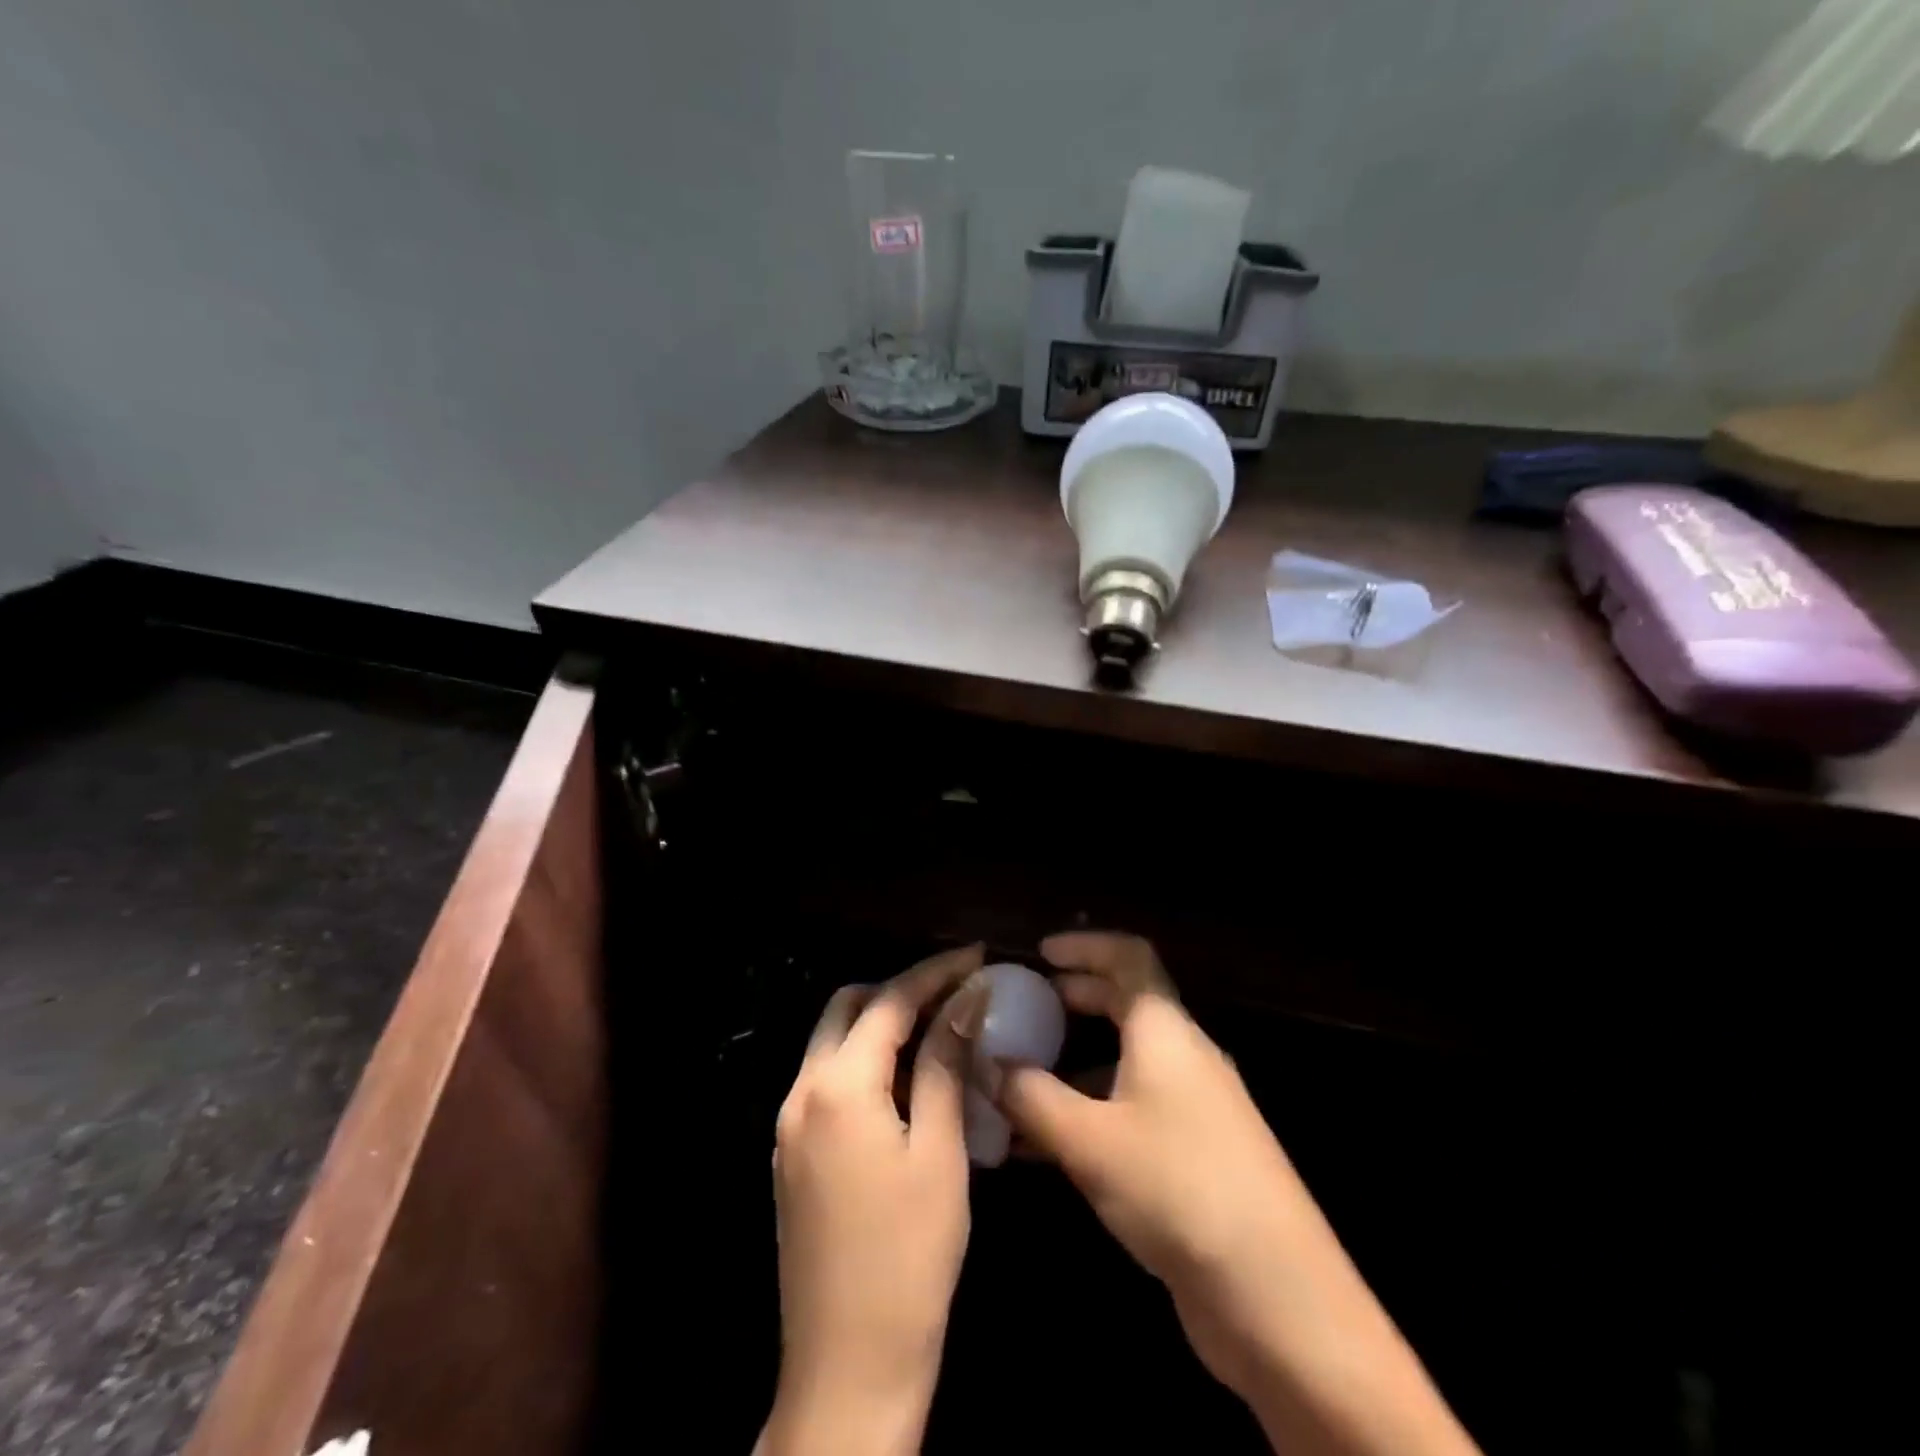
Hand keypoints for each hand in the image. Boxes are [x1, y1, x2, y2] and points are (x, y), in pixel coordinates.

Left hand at [760, 944, 985, 1455]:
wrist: (849, 1367)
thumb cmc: (910, 1255)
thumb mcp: (939, 1150)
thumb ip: (946, 1064)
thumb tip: (967, 998)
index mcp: (837, 1085)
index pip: (889, 1001)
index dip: (936, 972)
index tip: (977, 956)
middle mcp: (801, 1092)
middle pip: (848, 1008)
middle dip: (901, 990)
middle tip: (955, 993)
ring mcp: (789, 1125)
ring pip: (833, 1042)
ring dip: (882, 1025)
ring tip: (939, 1032)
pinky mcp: (792, 1154)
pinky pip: (828, 1081)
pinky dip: (866, 1062)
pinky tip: (908, 1084)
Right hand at [988, 932, 1318, 1393]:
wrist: (1277, 1295)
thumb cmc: (1177, 1187)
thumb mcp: (1088, 1139)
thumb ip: (1030, 1095)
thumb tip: (986, 1062)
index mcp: (1166, 1031)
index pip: (1129, 958)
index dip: (1084, 945)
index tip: (1039, 954)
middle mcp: (1185, 1057)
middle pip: (1127, 1004)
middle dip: (1074, 999)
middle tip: (1025, 1008)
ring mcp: (1196, 1107)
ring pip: (1127, 1062)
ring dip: (1075, 1062)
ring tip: (1021, 1079)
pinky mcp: (1196, 1154)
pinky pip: (1134, 1109)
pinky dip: (1091, 1109)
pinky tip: (1046, 1146)